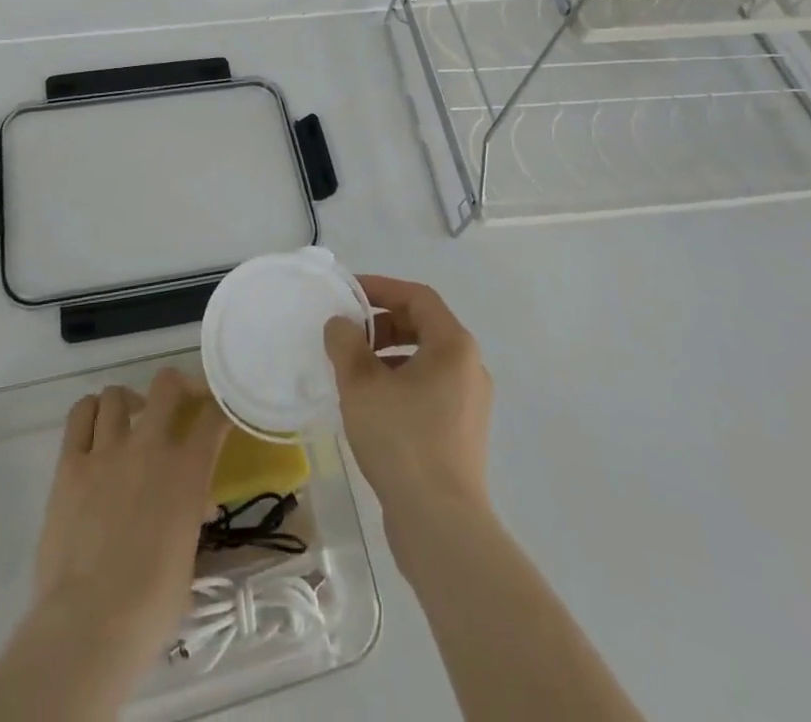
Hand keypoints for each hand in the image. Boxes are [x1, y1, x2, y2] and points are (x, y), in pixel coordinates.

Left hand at [32, 368, 230, 670]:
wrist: (90, 624)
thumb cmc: (150, 607)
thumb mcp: (188, 559)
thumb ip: (191, 519)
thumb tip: (195, 507)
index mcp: (187, 471)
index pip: (213, 417)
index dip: (220, 407)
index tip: (219, 410)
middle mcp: (150, 446)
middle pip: (167, 384)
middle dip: (177, 387)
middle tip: (177, 404)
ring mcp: (106, 451)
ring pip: (116, 394)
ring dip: (128, 402)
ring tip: (129, 421)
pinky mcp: (70, 464)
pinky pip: (79, 415)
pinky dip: (91, 412)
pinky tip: (96, 428)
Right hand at [323, 274, 492, 522]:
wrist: (440, 524)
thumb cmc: (402, 440)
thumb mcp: (361, 384)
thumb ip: (346, 343)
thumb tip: (340, 324)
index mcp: (454, 345)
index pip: (417, 297)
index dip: (381, 288)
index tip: (348, 294)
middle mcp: (469, 367)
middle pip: (423, 326)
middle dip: (382, 324)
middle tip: (348, 334)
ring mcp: (470, 403)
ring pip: (424, 360)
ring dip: (387, 355)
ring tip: (352, 371)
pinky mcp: (462, 433)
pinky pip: (428, 389)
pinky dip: (399, 383)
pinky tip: (370, 406)